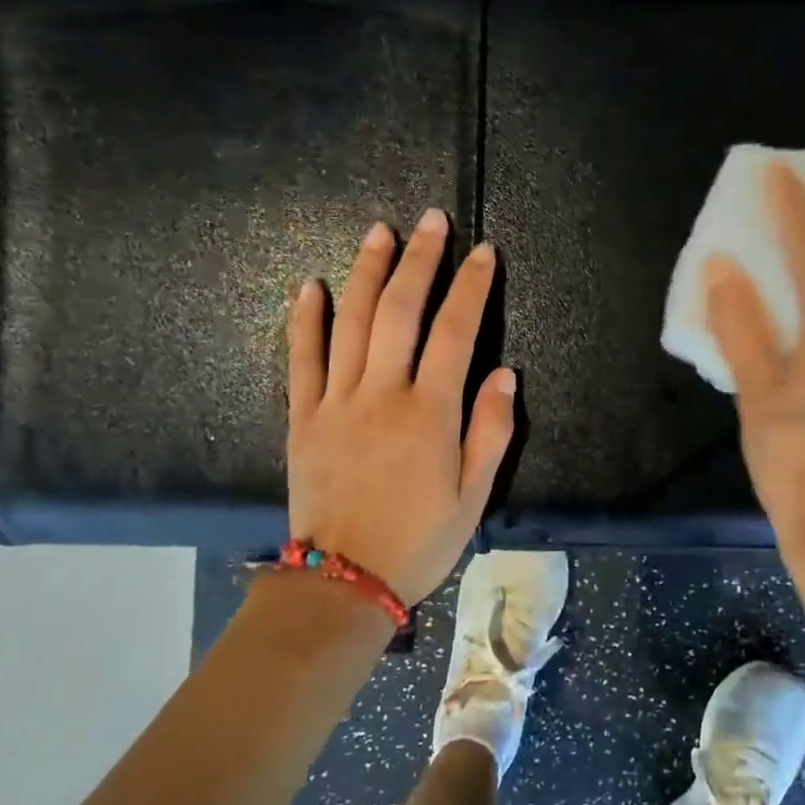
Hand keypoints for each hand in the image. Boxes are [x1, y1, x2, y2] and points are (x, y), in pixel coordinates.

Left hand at [286, 208, 515, 604]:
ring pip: (350, 322)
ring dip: (366, 272)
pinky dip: (304, 319)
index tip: (483, 253)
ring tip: (380, 232)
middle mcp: (382, 395)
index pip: (456, 333)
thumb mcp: (474, 495)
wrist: (342, 582)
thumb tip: (504, 373)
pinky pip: (300, 358)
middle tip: (432, 222)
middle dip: (420, 261)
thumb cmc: (419, 540)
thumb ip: (491, 431)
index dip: (471, 287)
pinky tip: (310, 285)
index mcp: (430, 414)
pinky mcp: (302, 417)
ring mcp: (336, 402)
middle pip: (400, 311)